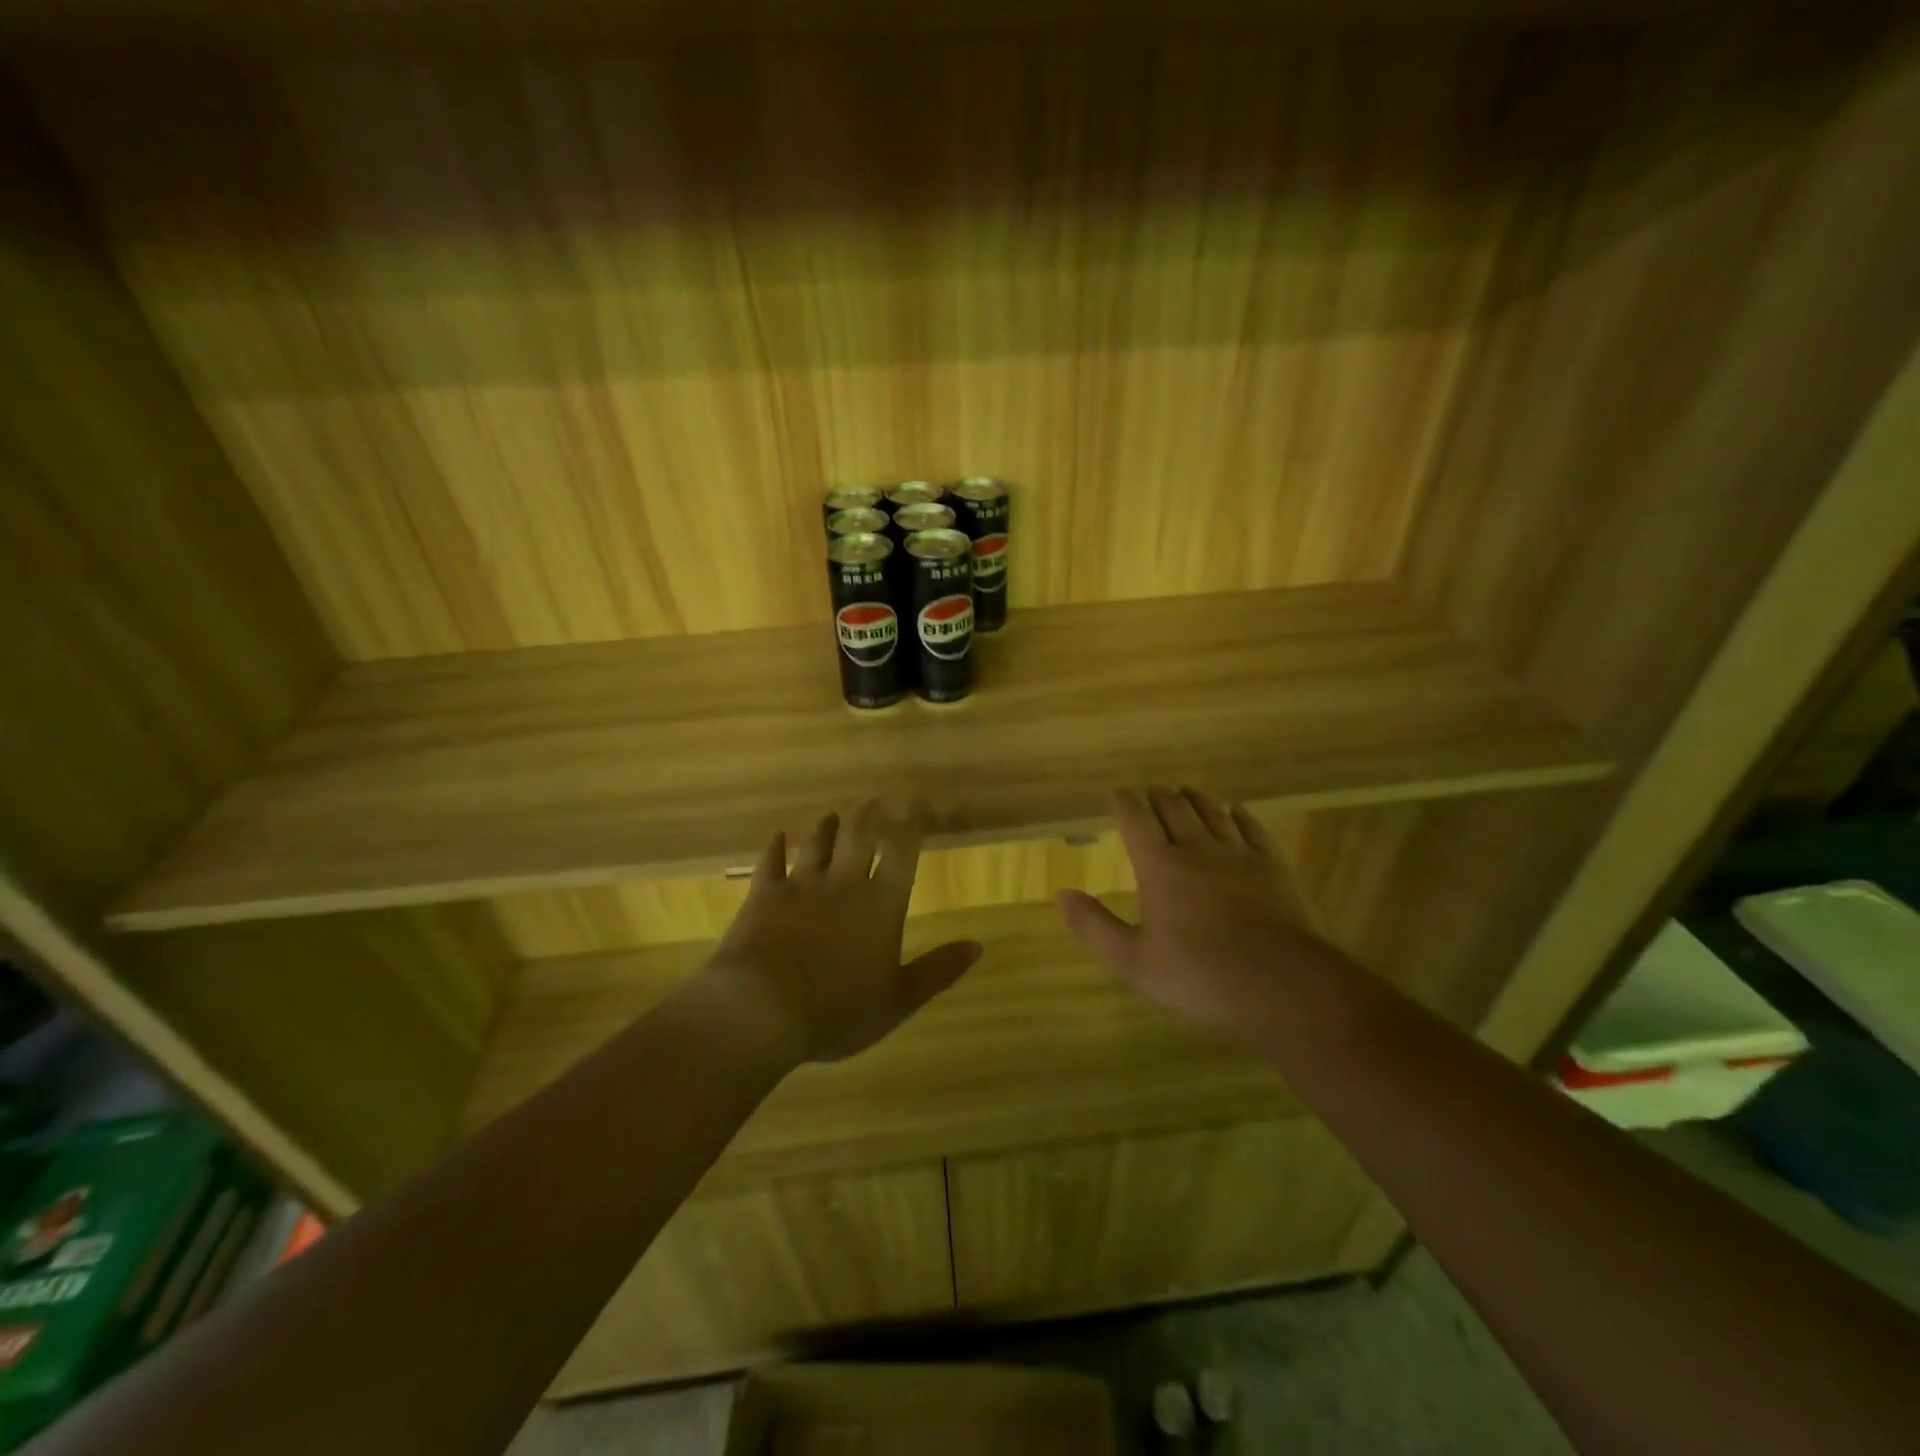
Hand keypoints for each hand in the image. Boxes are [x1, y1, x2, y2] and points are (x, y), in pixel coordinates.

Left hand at [703, 802, 982, 1064]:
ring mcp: (800, 886)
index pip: (902, 852)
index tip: (919, 806)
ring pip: (817, 844)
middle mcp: (843, 883)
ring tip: (833, 815)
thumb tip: (978, 945)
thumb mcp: (898, 1000)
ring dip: (826, 828)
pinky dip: (775, 848)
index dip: (913, 824)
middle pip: (859, 836)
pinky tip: (777, 837)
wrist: (761, 1009)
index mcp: (881, 904)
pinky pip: (770, 863)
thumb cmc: (838, 1010)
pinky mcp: (763, 896)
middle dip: (870, 816)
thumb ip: (937, 970)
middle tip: (875, 800)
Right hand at [1057, 787, 1339, 1035]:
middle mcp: (1197, 848)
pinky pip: (1252, 828)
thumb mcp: (1134, 961)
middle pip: (1174, 808)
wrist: (1282, 984)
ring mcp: (1239, 854)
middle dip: (1157, 797)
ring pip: (1212, 812)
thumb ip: (1095, 926)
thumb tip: (1062, 895)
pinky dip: (1238, 815)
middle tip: (1149, 794)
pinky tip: (1236, 811)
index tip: (1116, 794)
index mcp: (1160, 867)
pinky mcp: (1272, 866)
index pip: (1136, 820)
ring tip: (1185, 792)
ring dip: (1194, 798)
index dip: (1124, 803)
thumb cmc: (1200, 975)